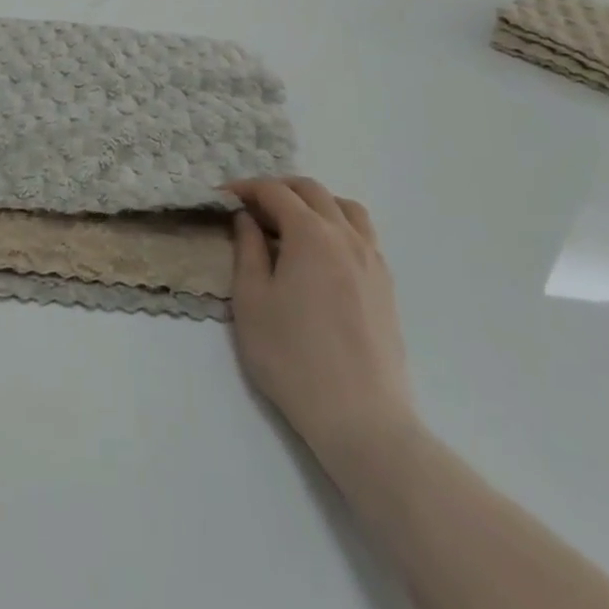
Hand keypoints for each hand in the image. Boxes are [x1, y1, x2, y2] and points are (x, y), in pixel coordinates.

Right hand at [227, 177, 416, 463]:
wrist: (362, 420)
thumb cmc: (293, 358)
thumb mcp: (251, 300)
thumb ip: (247, 249)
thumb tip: (246, 218)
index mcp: (310, 234)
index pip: (275, 192)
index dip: (245, 188)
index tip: (222, 197)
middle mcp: (346, 236)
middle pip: (312, 191)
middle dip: (278, 190)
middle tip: (250, 208)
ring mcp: (372, 260)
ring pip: (344, 208)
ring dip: (313, 203)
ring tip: (289, 224)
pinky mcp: (385, 286)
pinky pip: (362, 234)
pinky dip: (337, 225)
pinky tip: (320, 254)